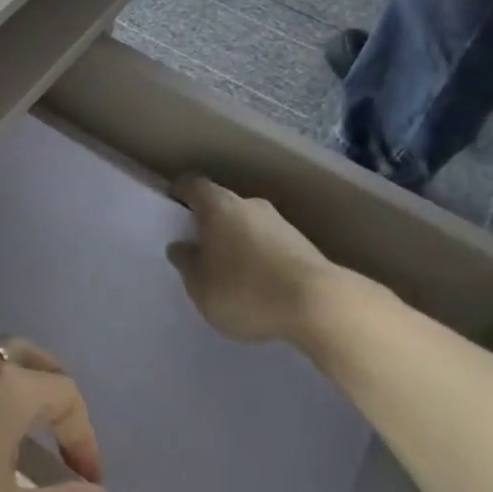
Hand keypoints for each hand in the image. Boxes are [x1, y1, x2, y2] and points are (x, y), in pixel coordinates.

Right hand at [166, 174, 350, 346]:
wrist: (319, 305)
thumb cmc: (245, 289)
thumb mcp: (200, 285)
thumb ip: (186, 263)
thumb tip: (181, 246)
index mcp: (218, 206)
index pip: (193, 185)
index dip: (181, 193)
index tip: (173, 204)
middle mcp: (250, 205)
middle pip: (223, 204)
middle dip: (211, 222)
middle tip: (199, 246)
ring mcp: (282, 224)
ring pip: (249, 225)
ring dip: (238, 241)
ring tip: (230, 272)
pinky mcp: (305, 247)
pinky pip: (271, 245)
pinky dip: (261, 258)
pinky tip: (259, 285)